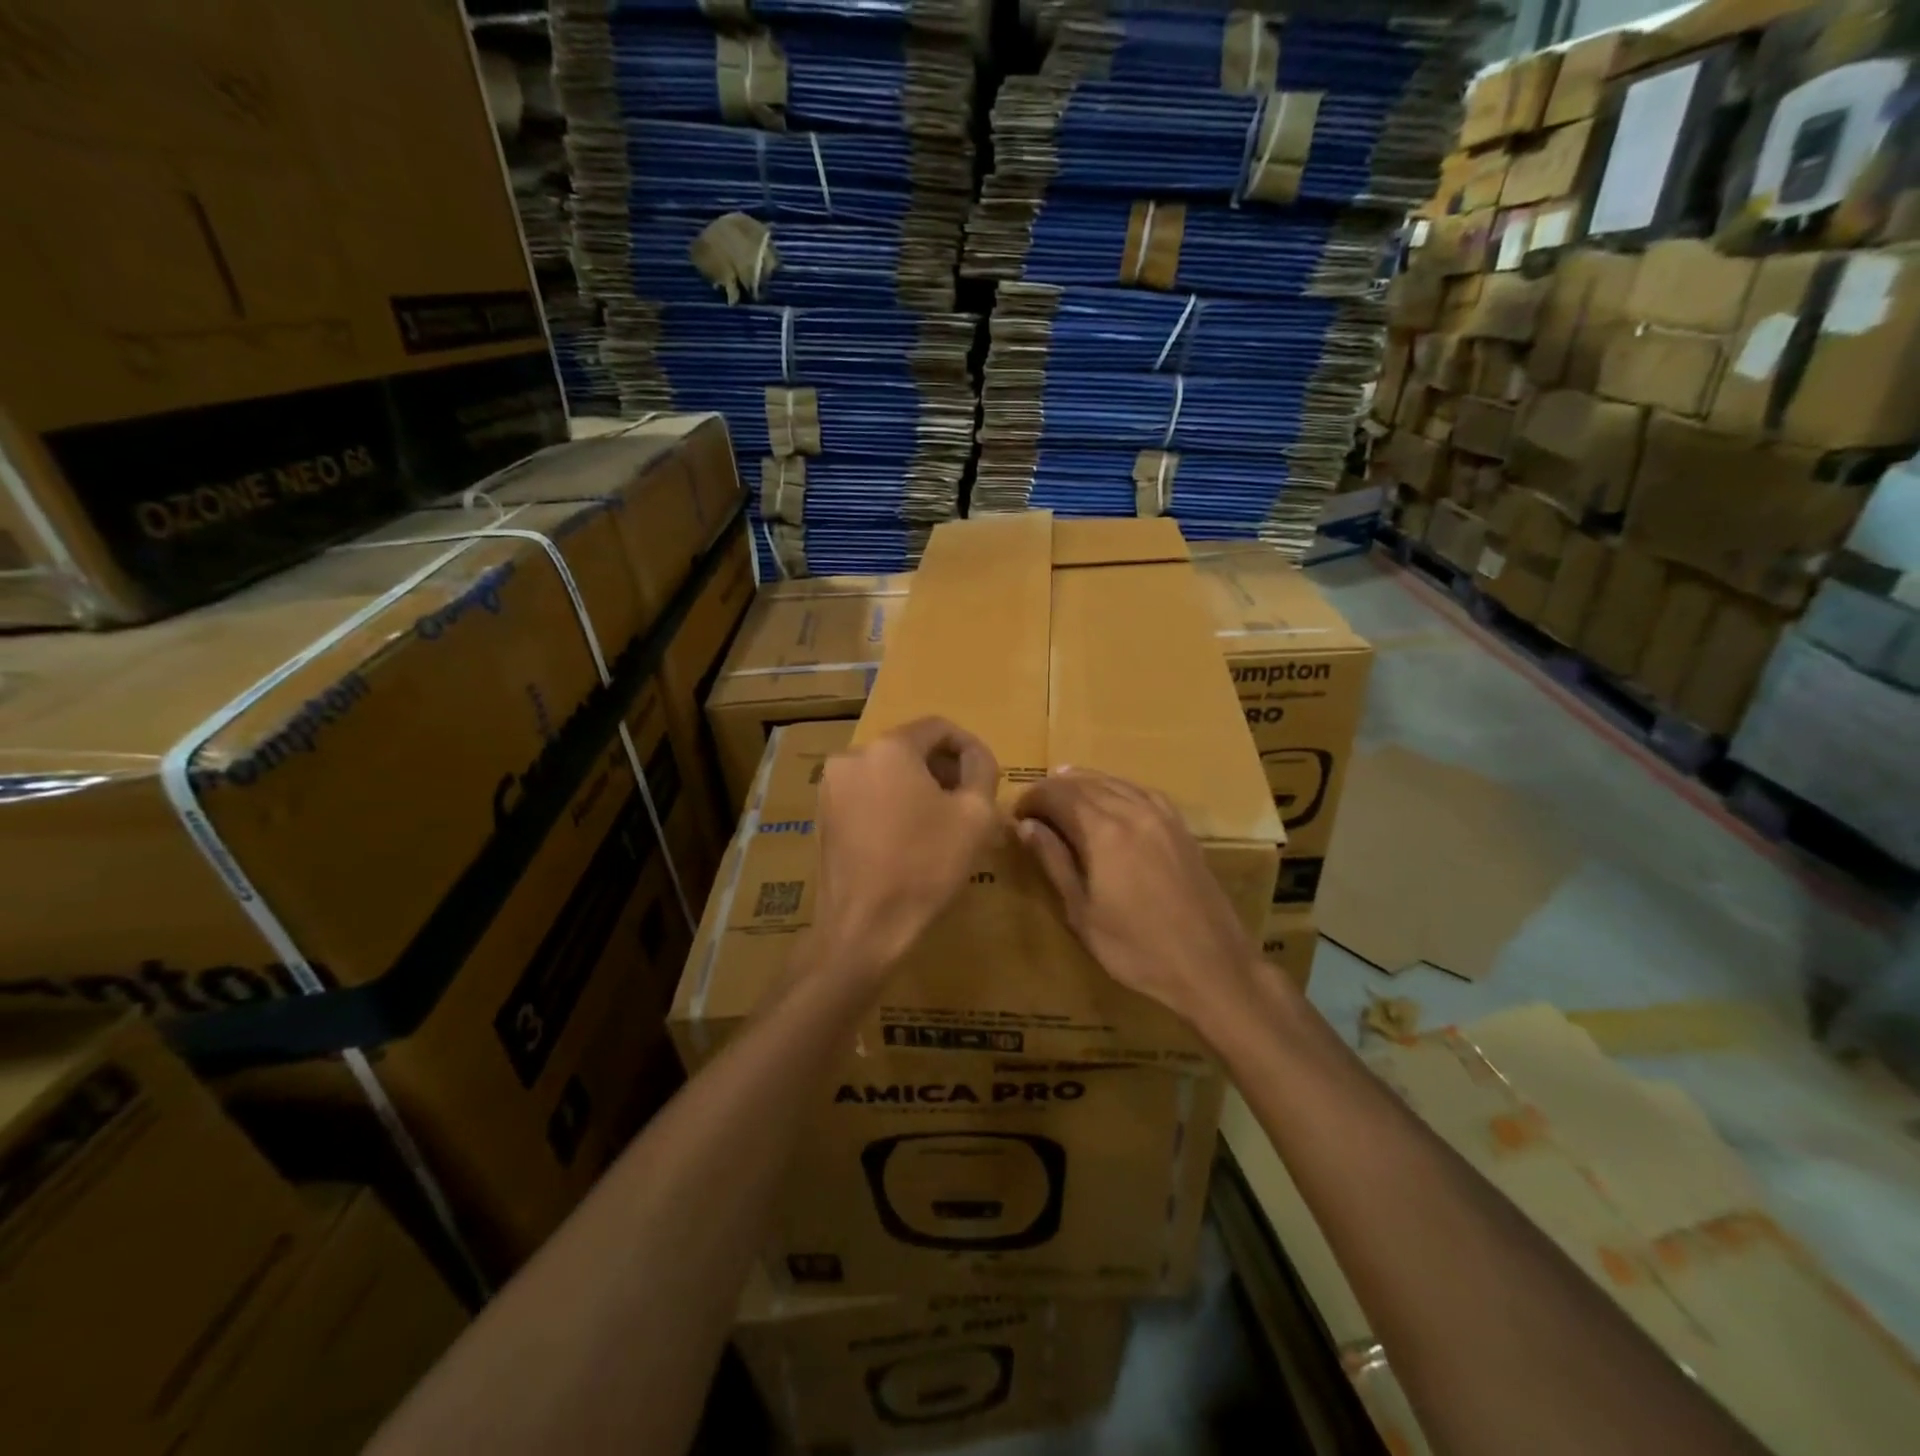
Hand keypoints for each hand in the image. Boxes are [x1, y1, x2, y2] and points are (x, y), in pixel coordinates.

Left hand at [813, 717, 1000, 981]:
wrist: (863, 926)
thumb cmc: (925, 866)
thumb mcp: (975, 815)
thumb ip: (982, 770)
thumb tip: (974, 756)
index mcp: (889, 747)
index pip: (938, 727)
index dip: (968, 747)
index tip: (985, 775)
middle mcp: (852, 756)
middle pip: (909, 748)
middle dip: (942, 768)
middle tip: (967, 801)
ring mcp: (831, 787)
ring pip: (886, 772)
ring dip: (917, 787)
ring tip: (940, 822)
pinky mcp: (823, 815)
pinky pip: (867, 794)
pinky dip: (891, 804)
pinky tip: (908, 837)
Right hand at [1013, 769, 1262, 1031]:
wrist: (1211, 966)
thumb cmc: (1135, 949)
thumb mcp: (1081, 912)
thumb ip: (1054, 861)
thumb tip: (1026, 826)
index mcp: (1103, 832)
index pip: (1057, 795)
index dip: (1032, 799)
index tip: (1017, 815)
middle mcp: (1132, 811)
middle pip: (1084, 783)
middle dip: (1054, 790)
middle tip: (1034, 807)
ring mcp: (1162, 816)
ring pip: (1114, 782)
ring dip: (1084, 783)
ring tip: (1062, 792)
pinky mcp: (1181, 827)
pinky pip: (1142, 792)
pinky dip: (1118, 788)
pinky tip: (1111, 797)